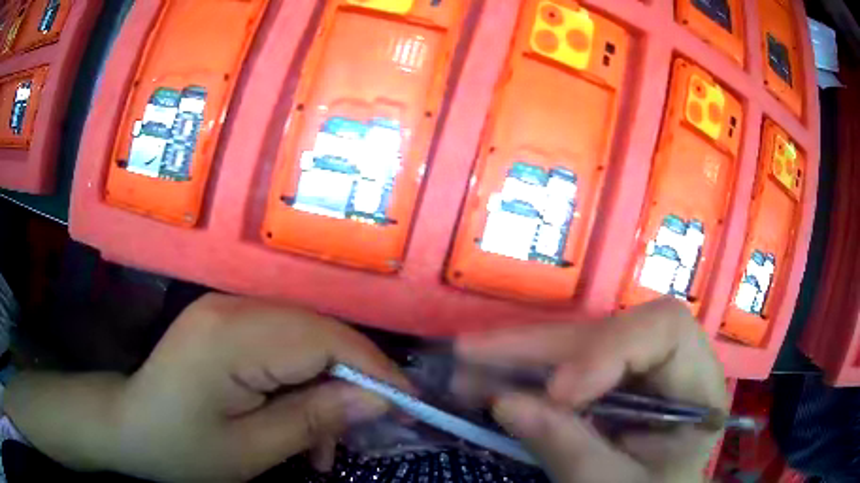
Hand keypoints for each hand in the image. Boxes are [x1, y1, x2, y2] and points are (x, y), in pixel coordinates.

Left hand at [7, 294, 407, 481]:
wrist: (130, 424)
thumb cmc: (181, 447)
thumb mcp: (251, 450)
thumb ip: (314, 419)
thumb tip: (378, 400)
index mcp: (231, 335)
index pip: (323, 339)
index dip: (371, 369)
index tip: (405, 406)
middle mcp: (233, 305)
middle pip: (319, 330)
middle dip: (354, 378)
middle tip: (370, 426)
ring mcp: (228, 306)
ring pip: (306, 336)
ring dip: (327, 384)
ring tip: (325, 438)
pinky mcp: (227, 319)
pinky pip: (284, 340)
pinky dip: (303, 377)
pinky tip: (298, 416)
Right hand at [457, 298, 726, 482]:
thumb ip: (569, 450)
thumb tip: (503, 402)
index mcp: (697, 387)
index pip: (666, 331)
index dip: (611, 349)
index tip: (559, 392)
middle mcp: (670, 366)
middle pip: (612, 331)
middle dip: (543, 346)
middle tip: (473, 354)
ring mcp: (637, 371)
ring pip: (580, 343)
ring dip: (521, 354)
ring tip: (466, 360)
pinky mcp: (609, 381)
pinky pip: (564, 364)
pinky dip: (523, 371)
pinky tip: (487, 375)